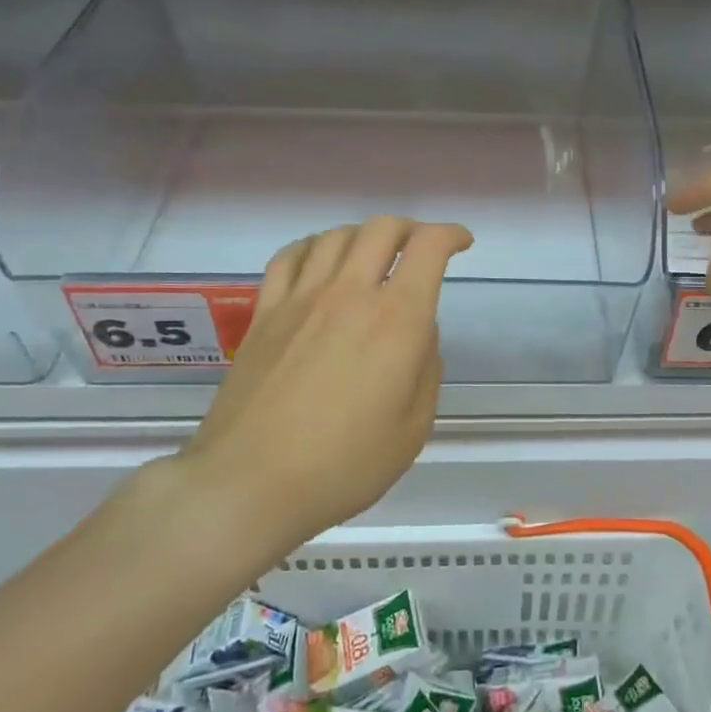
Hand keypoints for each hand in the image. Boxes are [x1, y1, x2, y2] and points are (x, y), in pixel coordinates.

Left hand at [175, 216, 472, 547]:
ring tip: (372, 257)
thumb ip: (426, 370)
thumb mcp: (413, 429)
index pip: (428, 247)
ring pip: (336, 236)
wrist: (249, 483)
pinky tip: (319, 263)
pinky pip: (289, 257)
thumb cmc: (343, 465)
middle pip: (382, 228)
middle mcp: (350, 294)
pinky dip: (313, 247)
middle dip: (411, 229)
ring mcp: (301, 299)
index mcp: (396, 320)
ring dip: (364, 236)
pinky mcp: (264, 313)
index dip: (451, 234)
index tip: (461, 243)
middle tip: (420, 250)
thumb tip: (419, 334)